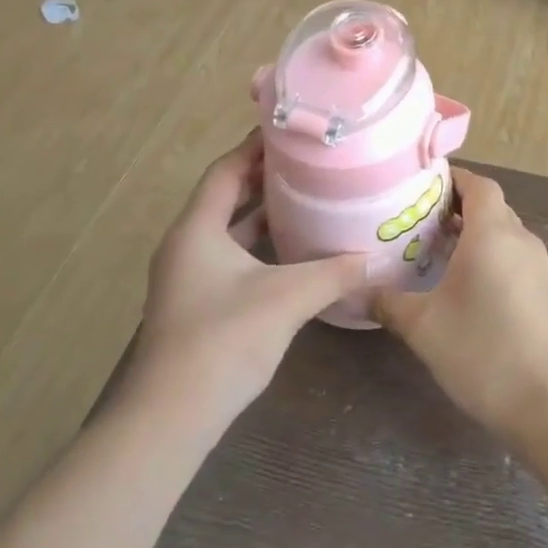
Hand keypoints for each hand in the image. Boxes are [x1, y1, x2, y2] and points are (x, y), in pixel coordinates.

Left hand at [132, 132, 370, 430]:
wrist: (172, 415)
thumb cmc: (223, 341)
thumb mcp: (286, 299)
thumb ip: (332, 274)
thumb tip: (374, 258)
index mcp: (197, 229)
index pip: (225, 171)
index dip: (255, 147)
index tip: (290, 132)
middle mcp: (186, 245)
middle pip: (226, 198)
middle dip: (264, 179)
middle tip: (309, 164)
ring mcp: (188, 277)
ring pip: (228, 232)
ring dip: (263, 216)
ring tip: (307, 200)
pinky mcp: (197, 304)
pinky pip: (230, 260)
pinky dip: (259, 249)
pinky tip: (292, 255)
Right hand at [373, 171, 547, 443]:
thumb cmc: (484, 354)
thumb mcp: (424, 328)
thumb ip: (388, 303)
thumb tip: (359, 291)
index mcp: (493, 235)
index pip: (479, 184)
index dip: (453, 178)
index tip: (420, 186)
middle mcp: (521, 242)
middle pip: (491, 207)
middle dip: (456, 207)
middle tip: (417, 220)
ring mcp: (540, 270)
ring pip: (504, 235)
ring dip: (473, 236)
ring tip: (435, 252)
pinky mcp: (547, 296)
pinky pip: (514, 260)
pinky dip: (490, 259)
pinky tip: (464, 288)